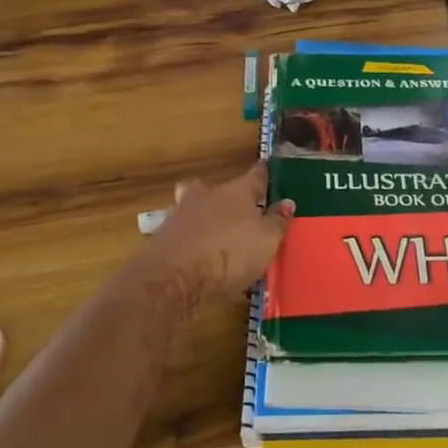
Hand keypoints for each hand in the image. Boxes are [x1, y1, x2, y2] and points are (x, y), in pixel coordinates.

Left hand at [144, 164, 294, 300]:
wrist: (174, 277)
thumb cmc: (230, 252)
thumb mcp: (267, 240)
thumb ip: (277, 221)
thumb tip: (286, 203)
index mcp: (235, 192)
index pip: (254, 177)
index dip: (262, 175)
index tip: (265, 170)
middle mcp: (205, 197)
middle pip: (210, 188)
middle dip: (218, 195)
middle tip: (229, 208)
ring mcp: (179, 217)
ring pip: (190, 210)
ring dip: (199, 220)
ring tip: (211, 238)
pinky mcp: (161, 242)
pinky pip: (180, 237)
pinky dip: (188, 244)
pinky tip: (195, 259)